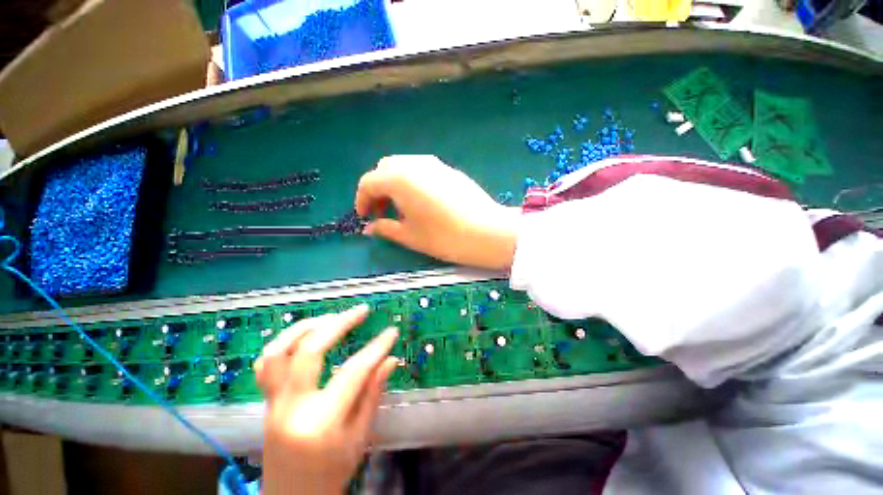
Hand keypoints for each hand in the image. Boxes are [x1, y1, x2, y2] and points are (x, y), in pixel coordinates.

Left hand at [255, 305, 399, 494]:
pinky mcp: (266, 401)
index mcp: (321, 423)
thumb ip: (373, 393)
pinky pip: (266, 363)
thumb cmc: (331, 473)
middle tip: (361, 311)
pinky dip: (285, 342)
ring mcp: (273, 403)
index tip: (392, 332)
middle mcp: (292, 407)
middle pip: (310, 351)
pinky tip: (306, 335)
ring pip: (278, 351)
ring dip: (306, 327)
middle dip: (339, 323)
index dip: (376, 348)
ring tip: (331, 317)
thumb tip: (390, 359)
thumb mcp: (359, 437)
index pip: (354, 372)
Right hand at [355, 155, 519, 269]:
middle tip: (382, 212)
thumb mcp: (410, 236)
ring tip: (401, 209)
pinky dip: (412, 182)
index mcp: (399, 178)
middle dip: (378, 189)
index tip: (364, 218)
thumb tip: (369, 228)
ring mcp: (435, 165)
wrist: (486, 232)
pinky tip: (421, 202)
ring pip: (404, 167)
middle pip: (385, 169)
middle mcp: (415, 164)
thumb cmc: (444, 237)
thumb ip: (385, 228)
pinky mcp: (449, 170)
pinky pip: (422, 171)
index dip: (361, 200)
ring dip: (394, 184)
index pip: (369, 182)